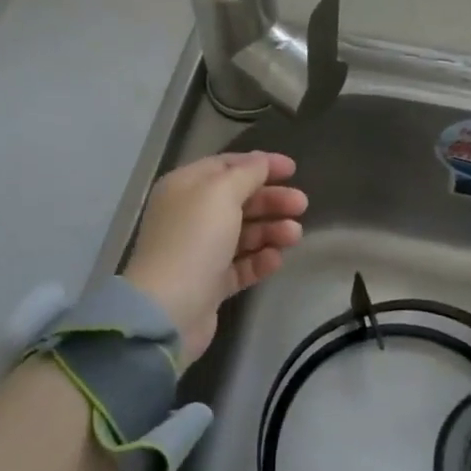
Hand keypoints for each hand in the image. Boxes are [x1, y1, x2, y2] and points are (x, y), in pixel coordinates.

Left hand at [121, 152, 307, 363]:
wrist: (168, 310)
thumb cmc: (194, 240)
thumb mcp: (221, 193)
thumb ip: (247, 173)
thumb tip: (261, 161)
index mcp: (185, 187)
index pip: (226, 166)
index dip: (260, 164)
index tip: (293, 169)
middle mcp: (189, 215)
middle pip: (238, 199)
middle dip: (271, 200)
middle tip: (301, 205)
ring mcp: (199, 251)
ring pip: (242, 233)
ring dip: (271, 230)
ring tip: (294, 236)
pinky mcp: (209, 283)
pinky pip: (240, 265)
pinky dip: (259, 260)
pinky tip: (276, 259)